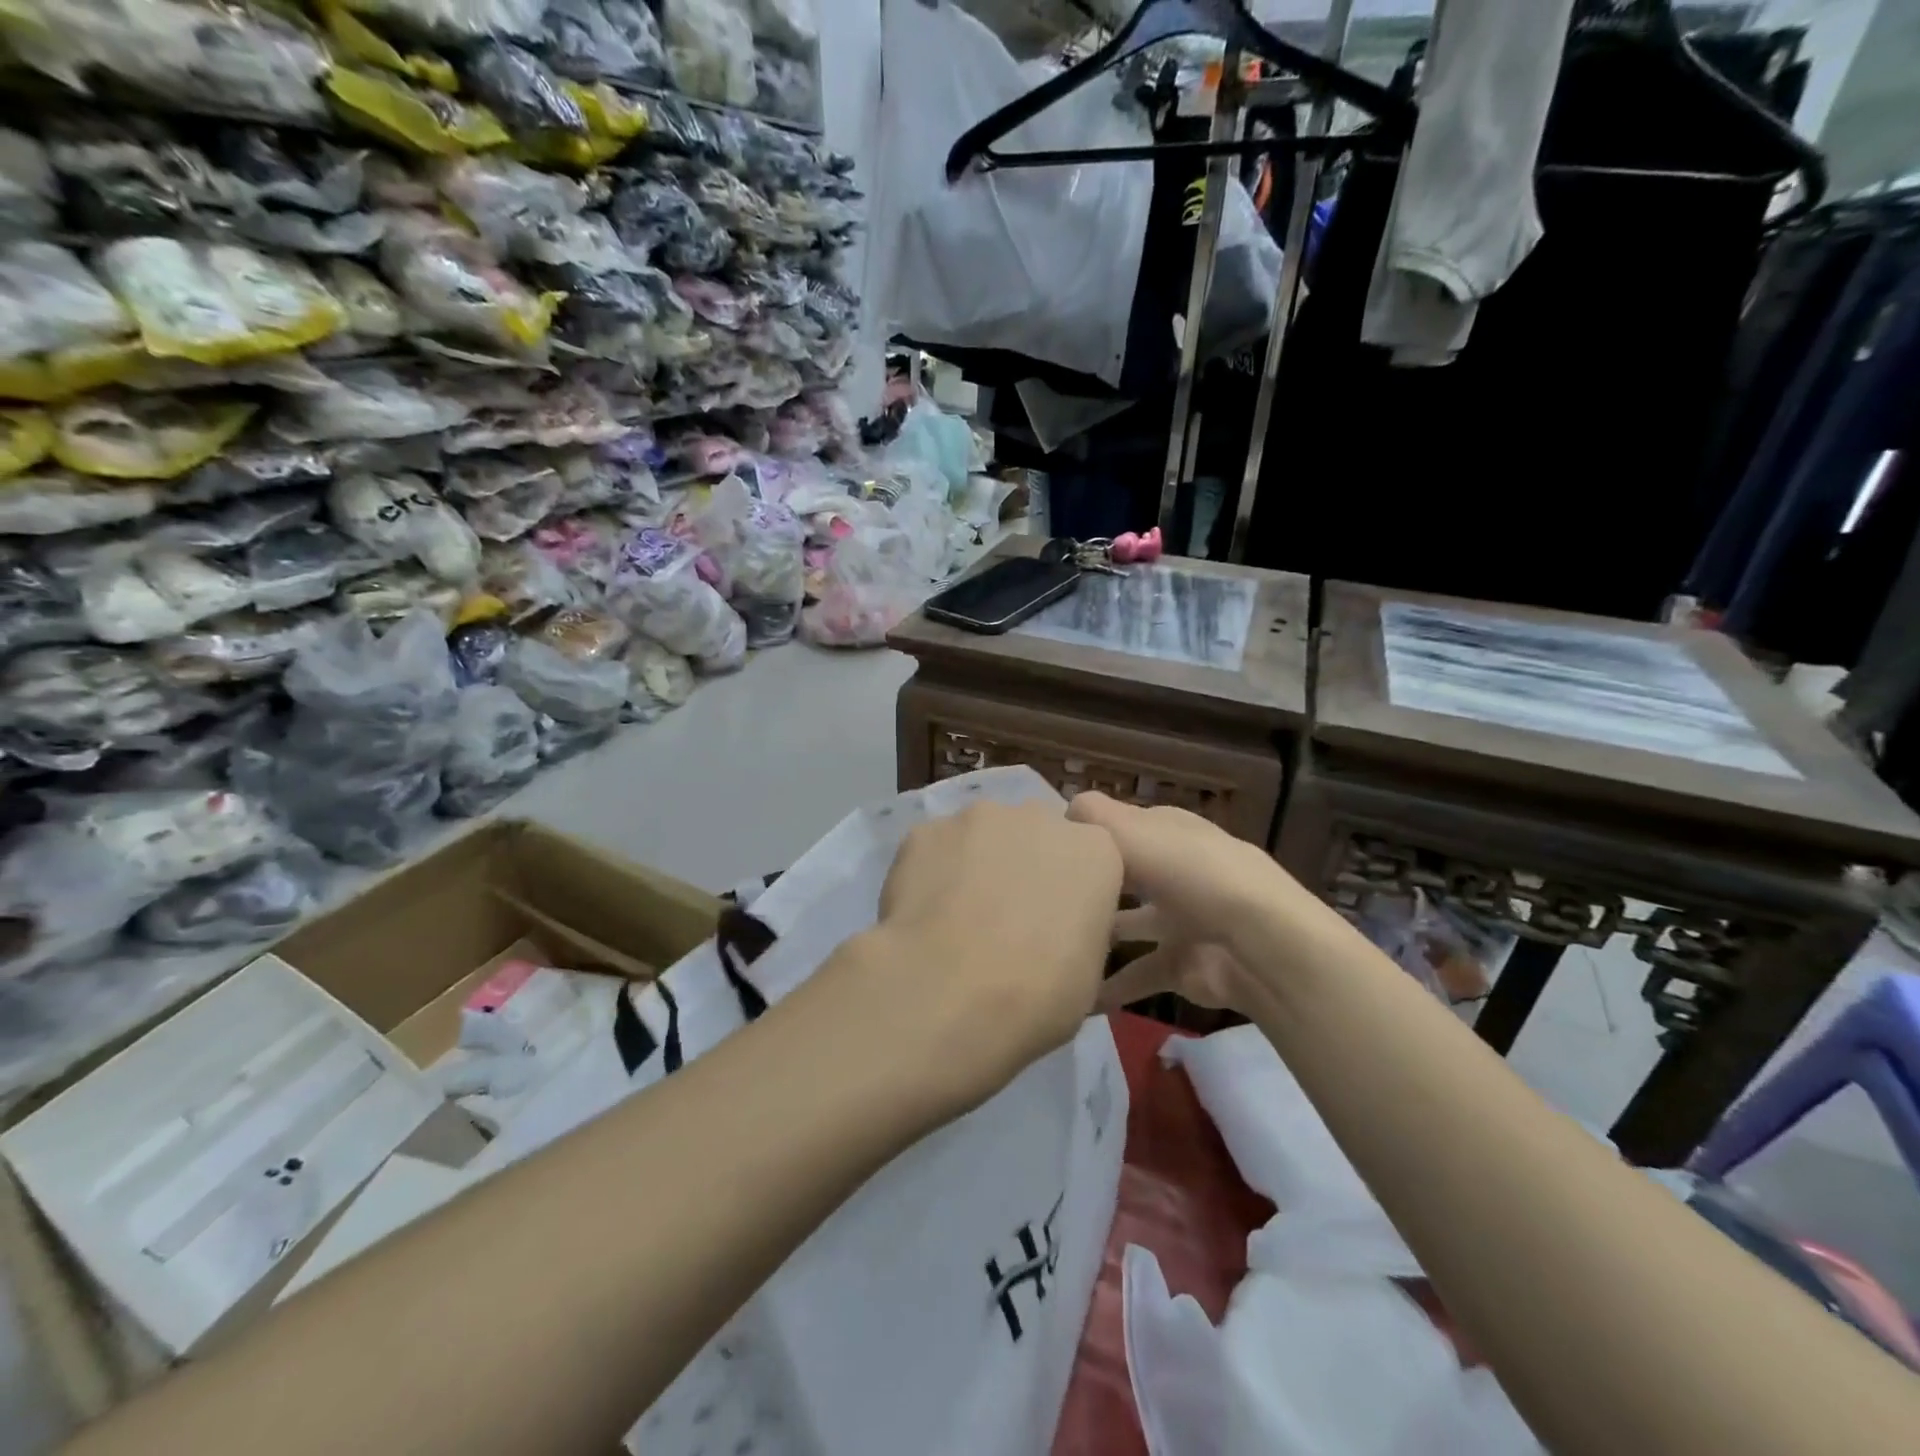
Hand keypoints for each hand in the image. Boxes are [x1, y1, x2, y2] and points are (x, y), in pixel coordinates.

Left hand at [861, 798, 1123, 1110]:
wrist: (948, 992)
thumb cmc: (1037, 993)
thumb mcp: (1088, 976)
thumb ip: (1078, 930)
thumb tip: (1057, 930)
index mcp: (1094, 850)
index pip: (1089, 857)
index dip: (1070, 890)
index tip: (1055, 924)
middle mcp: (1039, 817)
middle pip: (1035, 834)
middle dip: (1024, 865)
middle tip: (1005, 920)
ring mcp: (978, 817)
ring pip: (981, 835)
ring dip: (975, 864)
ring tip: (955, 918)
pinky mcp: (926, 830)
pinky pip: (935, 848)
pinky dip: (930, 872)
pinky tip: (921, 915)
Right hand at [1066, 793, 1338, 1014]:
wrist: (1257, 944)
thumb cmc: (1189, 873)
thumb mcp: (1134, 832)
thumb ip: (1094, 817)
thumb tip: (1064, 808)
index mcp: (1168, 832)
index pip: (1122, 826)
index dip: (1089, 834)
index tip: (1047, 849)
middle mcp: (1175, 871)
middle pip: (1126, 874)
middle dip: (1092, 884)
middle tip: (1043, 896)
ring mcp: (1181, 920)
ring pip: (1128, 925)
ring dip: (1097, 936)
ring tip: (1052, 945)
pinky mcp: (1181, 965)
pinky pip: (1136, 976)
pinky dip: (1109, 988)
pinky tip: (1075, 997)